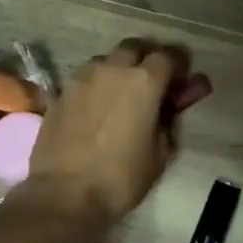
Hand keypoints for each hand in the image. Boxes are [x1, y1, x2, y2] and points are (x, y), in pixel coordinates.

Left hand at [19, 39, 193, 226]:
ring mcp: (82, 78)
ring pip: (106, 60)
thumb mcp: (160, 153)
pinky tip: (98, 109)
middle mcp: (112, 69)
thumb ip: (170, 120)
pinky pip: (85, 79)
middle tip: (154, 83)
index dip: (178, 66)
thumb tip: (174, 103)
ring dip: (119, 70)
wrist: (65, 194)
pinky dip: (97, 86)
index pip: (168, 56)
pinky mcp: (60, 93)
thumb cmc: (122, 177)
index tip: (182, 81)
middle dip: (147, 60)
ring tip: (123, 96)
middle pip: (135, 48)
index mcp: (144, 81)